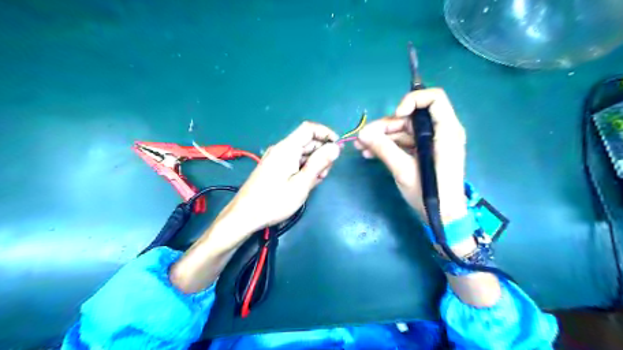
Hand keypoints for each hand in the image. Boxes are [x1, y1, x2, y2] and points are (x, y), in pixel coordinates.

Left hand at [226, 121, 340, 234]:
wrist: (245, 215)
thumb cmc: (275, 201)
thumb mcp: (302, 183)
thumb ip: (319, 163)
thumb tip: (335, 147)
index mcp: (287, 148)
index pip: (309, 128)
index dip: (326, 133)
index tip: (338, 148)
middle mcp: (281, 148)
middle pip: (307, 141)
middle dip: (321, 153)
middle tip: (325, 173)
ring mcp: (276, 158)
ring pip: (301, 153)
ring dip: (314, 163)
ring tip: (315, 181)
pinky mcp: (274, 167)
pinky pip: (294, 161)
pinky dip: (304, 168)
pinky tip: (306, 183)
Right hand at [355, 87, 466, 224]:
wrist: (443, 217)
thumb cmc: (430, 194)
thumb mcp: (403, 170)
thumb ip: (384, 149)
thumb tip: (362, 134)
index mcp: (445, 132)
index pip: (434, 99)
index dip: (412, 101)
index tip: (396, 116)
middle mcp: (440, 132)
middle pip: (411, 117)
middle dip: (385, 126)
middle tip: (363, 138)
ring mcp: (431, 142)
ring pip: (404, 130)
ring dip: (382, 138)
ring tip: (361, 147)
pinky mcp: (423, 152)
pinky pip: (404, 142)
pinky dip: (388, 146)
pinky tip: (370, 153)